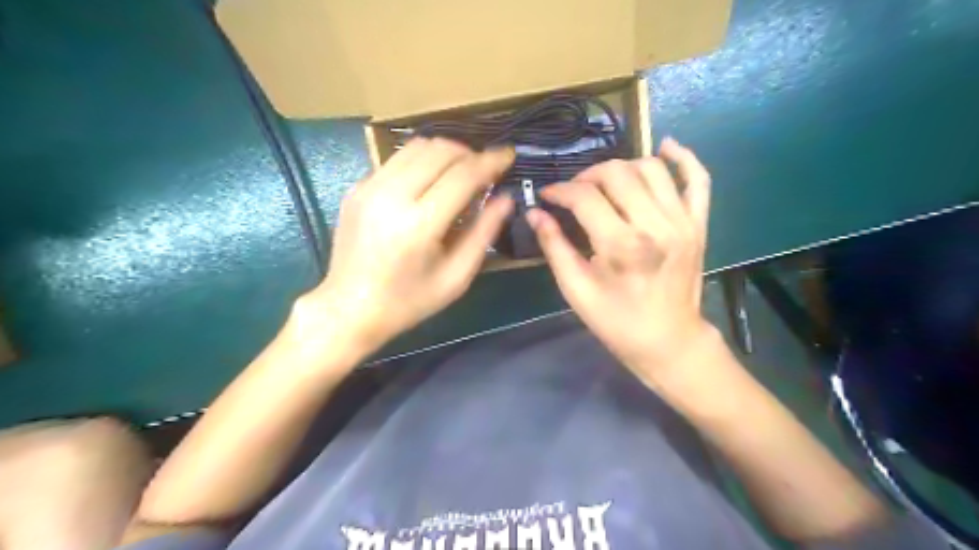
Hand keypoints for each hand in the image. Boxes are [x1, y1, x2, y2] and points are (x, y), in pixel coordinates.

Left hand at [302, 140, 514, 348]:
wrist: (349, 309)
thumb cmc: (409, 301)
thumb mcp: (456, 277)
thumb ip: (483, 233)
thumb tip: (506, 198)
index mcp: (419, 225)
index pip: (462, 175)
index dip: (490, 161)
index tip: (508, 155)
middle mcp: (391, 196)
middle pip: (439, 150)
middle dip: (469, 153)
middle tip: (485, 171)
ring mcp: (368, 188)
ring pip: (416, 146)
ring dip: (446, 153)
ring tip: (460, 173)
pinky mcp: (357, 188)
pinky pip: (397, 159)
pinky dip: (421, 163)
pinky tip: (429, 184)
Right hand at [533, 139, 715, 384]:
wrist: (669, 341)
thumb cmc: (617, 322)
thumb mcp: (577, 290)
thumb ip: (555, 247)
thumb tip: (535, 213)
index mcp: (622, 246)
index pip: (585, 197)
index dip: (560, 191)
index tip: (547, 196)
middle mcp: (656, 225)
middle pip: (618, 173)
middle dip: (588, 176)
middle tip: (574, 192)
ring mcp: (683, 222)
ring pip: (652, 168)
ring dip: (622, 167)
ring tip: (605, 183)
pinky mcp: (699, 224)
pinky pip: (698, 179)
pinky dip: (682, 157)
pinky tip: (664, 147)